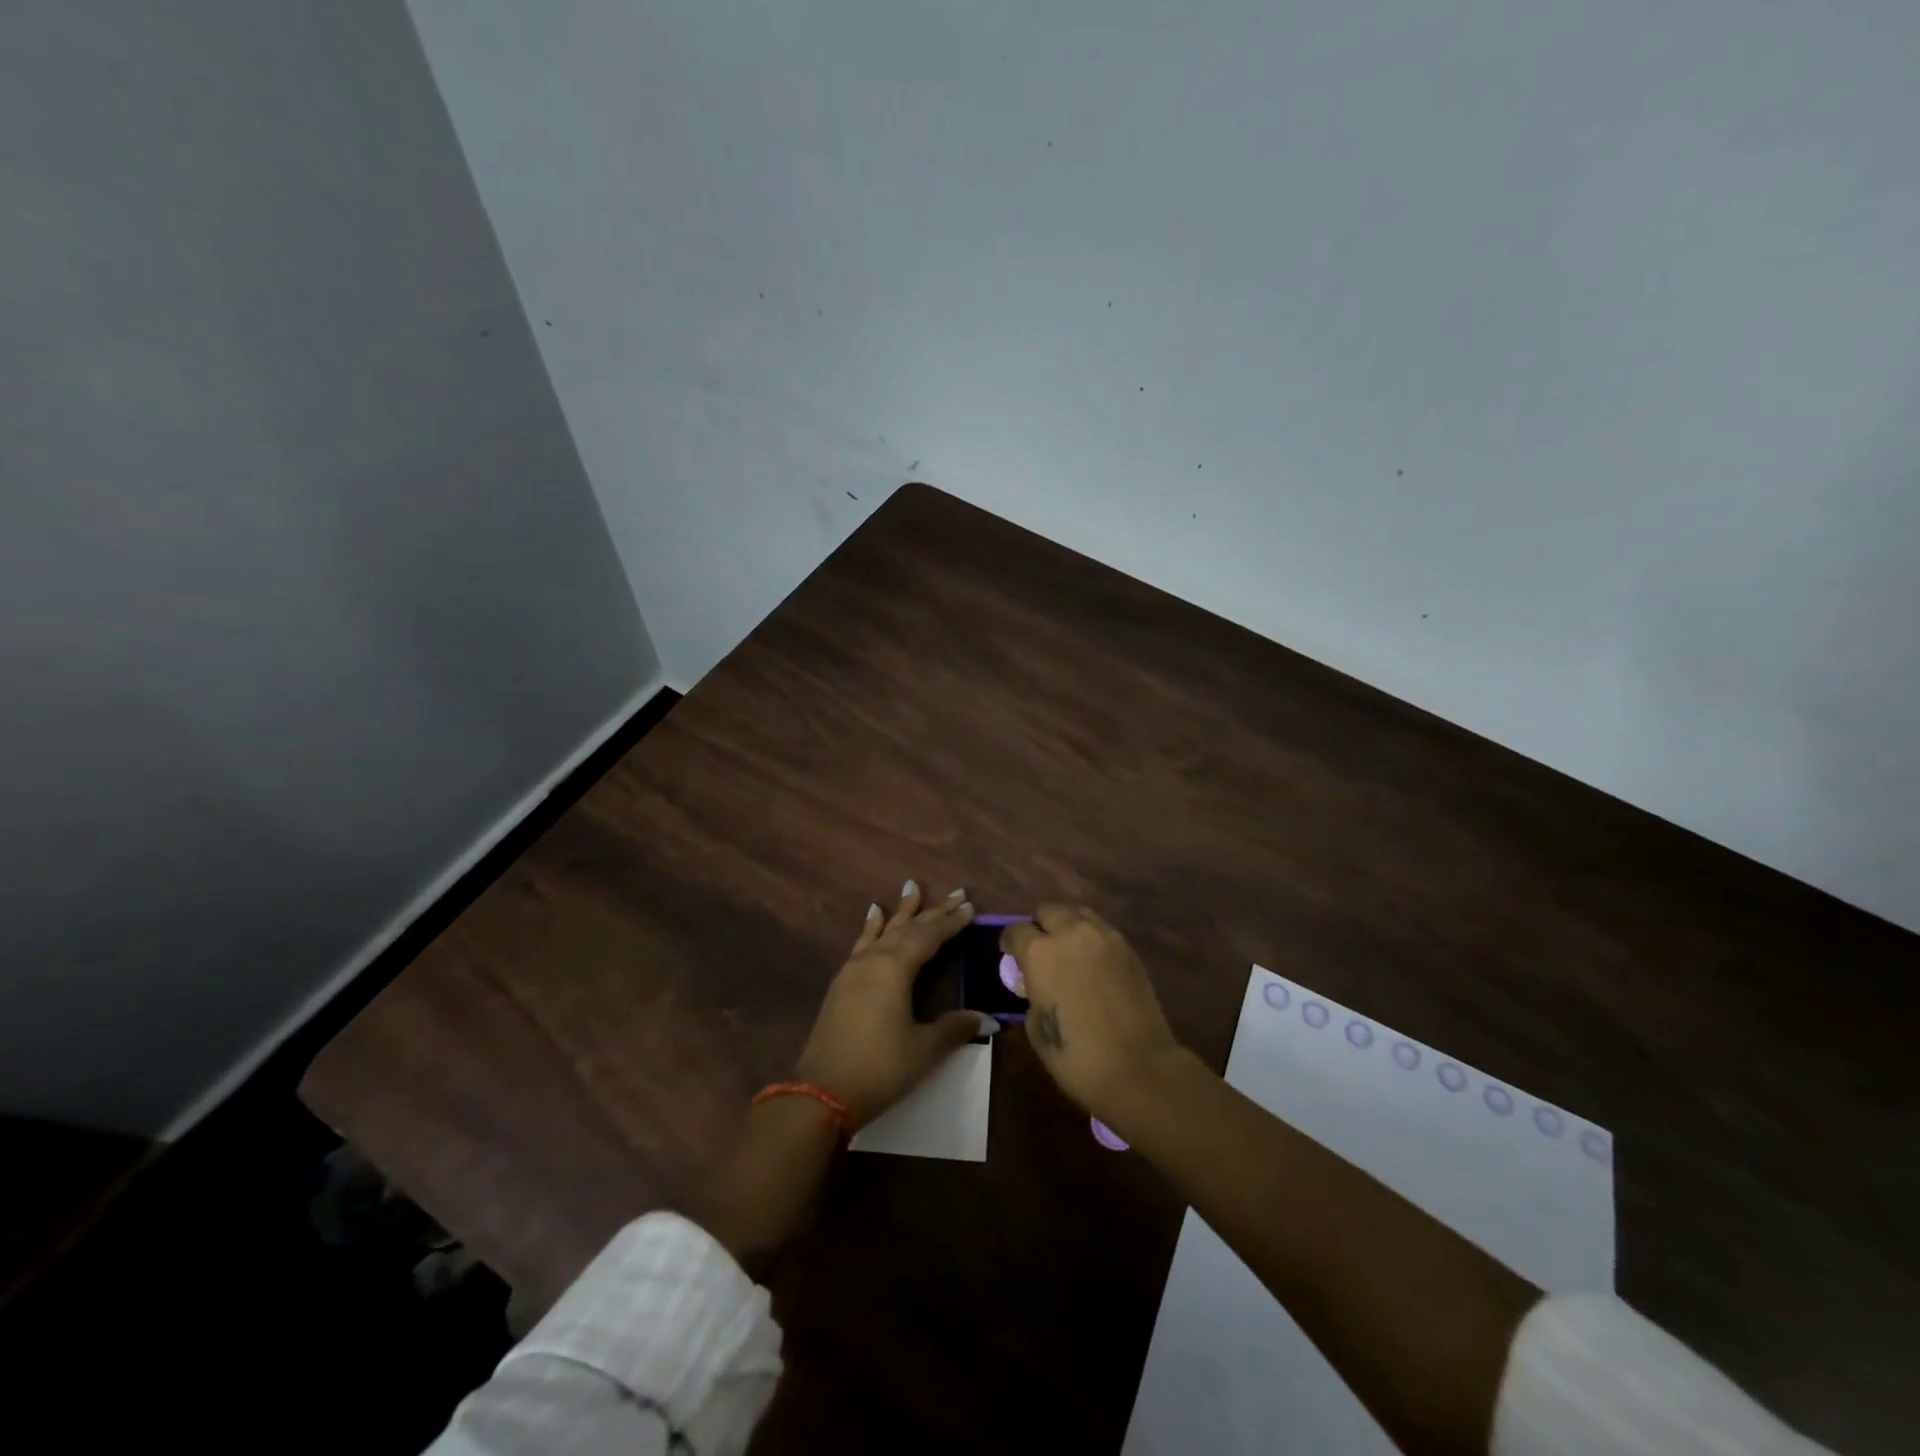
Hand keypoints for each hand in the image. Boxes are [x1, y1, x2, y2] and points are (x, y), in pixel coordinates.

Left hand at [795, 880, 989, 1127]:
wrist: (821, 1093)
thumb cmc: (879, 1068)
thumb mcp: (923, 1049)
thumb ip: (955, 1028)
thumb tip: (989, 1019)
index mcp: (895, 968)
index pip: (929, 936)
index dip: (951, 921)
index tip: (970, 906)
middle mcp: (873, 960)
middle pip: (908, 928)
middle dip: (933, 911)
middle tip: (956, 892)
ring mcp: (853, 970)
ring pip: (883, 931)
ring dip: (901, 912)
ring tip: (911, 888)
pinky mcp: (841, 984)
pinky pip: (862, 943)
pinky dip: (871, 927)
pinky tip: (872, 916)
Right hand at [1001, 905, 1182, 1122]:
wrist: (1139, 1068)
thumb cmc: (1077, 1057)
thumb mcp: (1036, 1028)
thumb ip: (1032, 995)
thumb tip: (1038, 987)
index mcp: (1040, 953)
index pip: (1016, 931)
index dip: (1010, 943)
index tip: (1010, 955)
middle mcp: (1070, 933)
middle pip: (1048, 911)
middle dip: (1040, 926)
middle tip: (1040, 950)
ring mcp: (1103, 937)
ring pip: (1078, 913)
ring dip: (1067, 925)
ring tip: (1068, 951)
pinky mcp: (1128, 948)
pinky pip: (1102, 930)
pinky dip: (1091, 938)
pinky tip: (1092, 962)